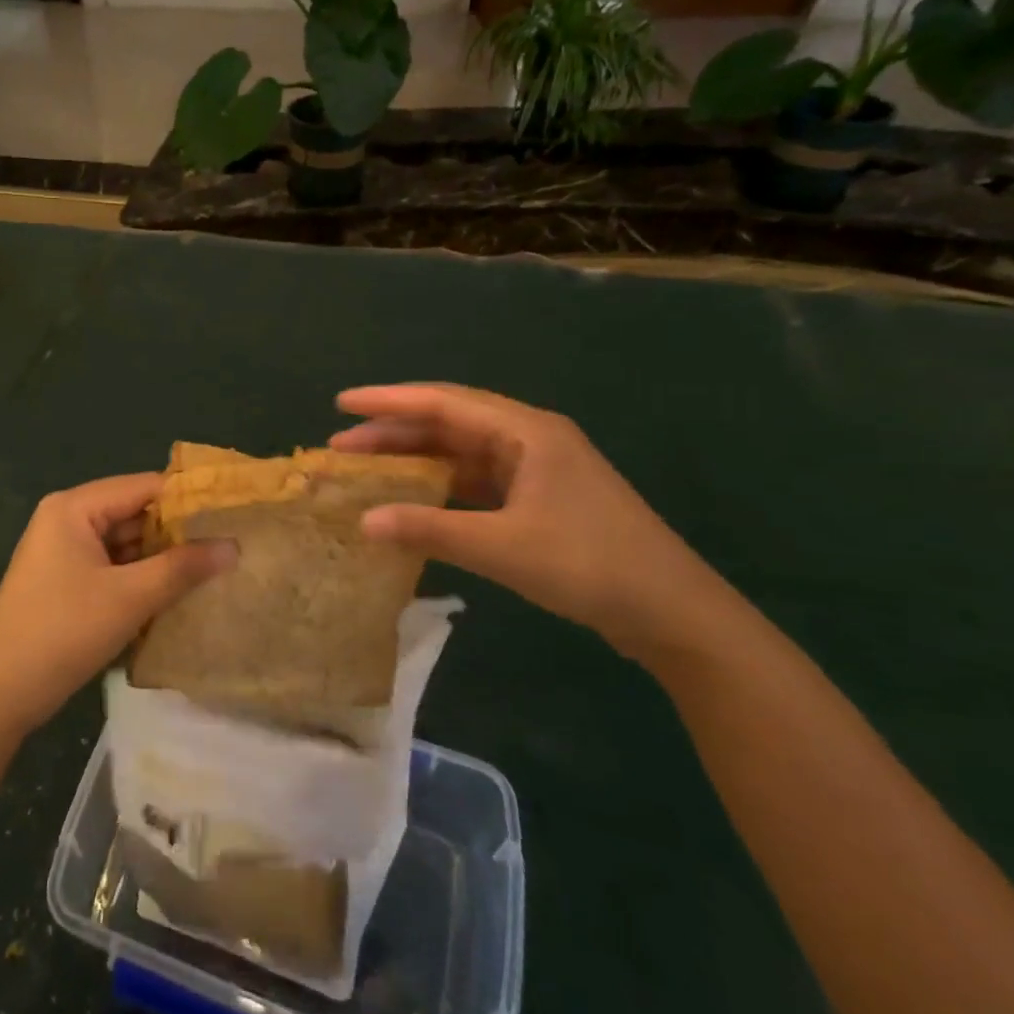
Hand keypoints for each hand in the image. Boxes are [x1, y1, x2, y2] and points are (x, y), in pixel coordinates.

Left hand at [0, 473, 235, 737]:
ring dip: (163, 558)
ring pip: (126, 544)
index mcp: (74, 507)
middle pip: (134, 514)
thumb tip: (234, 546)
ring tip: (216, 568)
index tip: (234, 514)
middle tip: (231, 544)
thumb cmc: (63, 632)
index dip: (189, 499)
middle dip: (178, 532)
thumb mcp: (130, 597)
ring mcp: (64, 552)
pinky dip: (142, 578)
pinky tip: (178, 592)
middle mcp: (67, 519)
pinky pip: (113, 567)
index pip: (144, 487)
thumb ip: (182, 568)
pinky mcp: (66, 582)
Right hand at [331, 384, 738, 660]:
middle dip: (394, 431)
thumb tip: (364, 522)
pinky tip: (413, 498)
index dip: (388, 402)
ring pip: (461, 452)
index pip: (443, 403)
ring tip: (367, 468)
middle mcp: (529, 438)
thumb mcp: (503, 547)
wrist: (673, 612)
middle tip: (342, 445)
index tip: (341, 404)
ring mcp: (536, 469)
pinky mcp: (539, 498)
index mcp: (526, 432)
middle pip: (449, 422)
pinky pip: (476, 479)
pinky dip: (440, 485)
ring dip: (416, 458)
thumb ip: (430, 530)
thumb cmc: (589, 566)